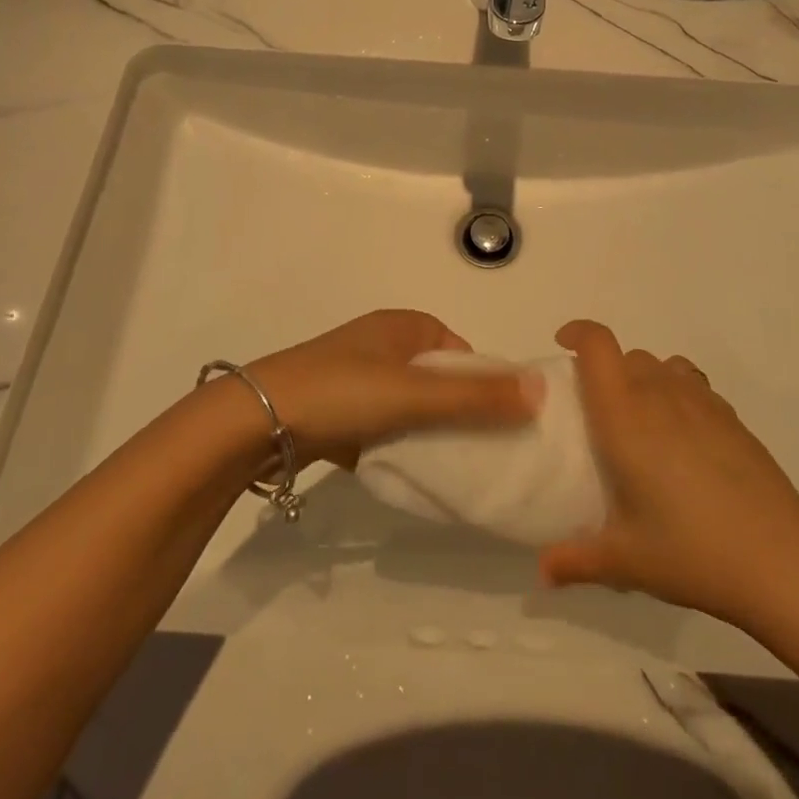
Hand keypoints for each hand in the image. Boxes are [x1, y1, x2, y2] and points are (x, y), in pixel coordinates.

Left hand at [244, 310, 541, 469]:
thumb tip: (541, 391)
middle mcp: (382, 343)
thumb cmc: (342, 392)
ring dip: (426, 432)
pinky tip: (404, 473)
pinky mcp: (337, 409)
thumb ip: (476, 397)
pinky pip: (381, 426)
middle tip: (479, 452)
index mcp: (403, 326)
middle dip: (457, 412)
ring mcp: (356, 376)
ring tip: (447, 467)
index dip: (484, 384)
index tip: (500, 425)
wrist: (257, 422)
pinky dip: (395, 445)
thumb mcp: (414, 394)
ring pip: (409, 405)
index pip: (461, 351)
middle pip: (437, 379)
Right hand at [539, 320, 798, 629]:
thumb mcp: (625, 560)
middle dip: (606, 370)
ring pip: (662, 366)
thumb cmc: (691, 551)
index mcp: (625, 415)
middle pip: (627, 355)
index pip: (598, 346)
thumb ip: (576, 560)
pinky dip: (677, 394)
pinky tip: (682, 439)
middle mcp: (660, 395)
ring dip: (643, 379)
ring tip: (641, 422)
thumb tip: (541, 573)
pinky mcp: (731, 418)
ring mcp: (701, 402)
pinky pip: (692, 385)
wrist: (781, 560)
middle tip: (598, 412)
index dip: (578, 332)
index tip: (563, 344)